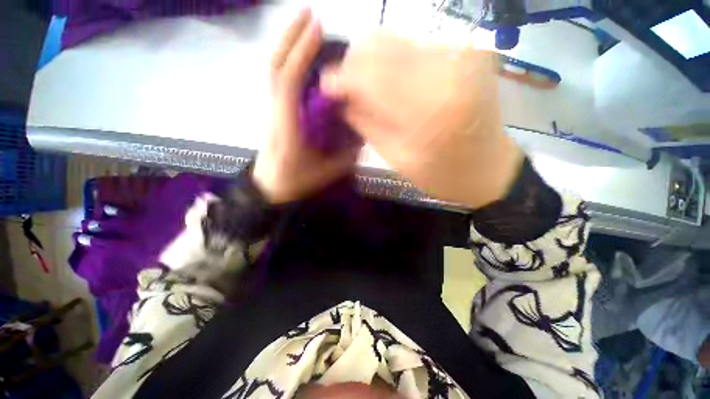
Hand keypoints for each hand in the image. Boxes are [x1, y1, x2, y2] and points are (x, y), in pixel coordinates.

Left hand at [253, 9, 359, 203]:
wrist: (270, 189)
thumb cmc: (295, 183)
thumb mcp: (326, 174)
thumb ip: (346, 157)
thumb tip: (363, 139)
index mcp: (287, 128)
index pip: (288, 84)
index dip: (300, 54)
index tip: (318, 29)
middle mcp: (275, 114)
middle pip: (274, 68)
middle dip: (289, 37)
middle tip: (310, 13)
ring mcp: (273, 111)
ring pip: (274, 72)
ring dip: (288, 44)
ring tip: (307, 25)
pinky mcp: (275, 113)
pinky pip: (279, 81)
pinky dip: (289, 61)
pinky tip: (303, 56)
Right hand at [321, 33, 522, 208]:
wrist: (488, 168)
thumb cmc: (442, 174)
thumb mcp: (396, 157)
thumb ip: (365, 122)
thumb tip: (339, 97)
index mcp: (428, 108)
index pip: (369, 74)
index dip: (340, 77)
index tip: (326, 86)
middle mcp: (448, 68)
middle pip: (379, 44)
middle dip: (354, 66)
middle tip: (348, 90)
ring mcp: (461, 52)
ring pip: (395, 39)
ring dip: (373, 64)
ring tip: (371, 89)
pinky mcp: (467, 50)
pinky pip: (415, 46)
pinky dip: (396, 63)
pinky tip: (397, 85)